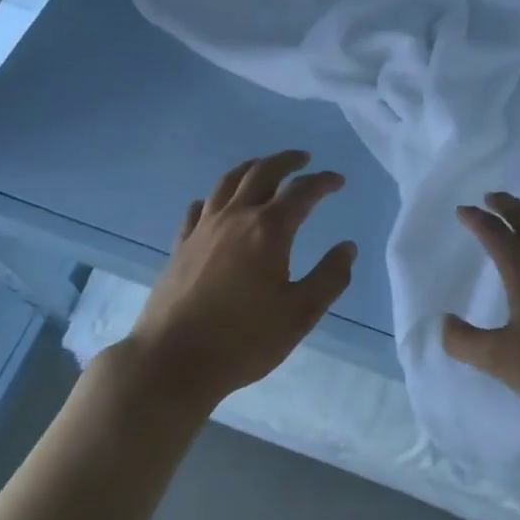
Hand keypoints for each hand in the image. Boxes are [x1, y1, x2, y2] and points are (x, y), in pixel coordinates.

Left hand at [128, 150, 356, 408]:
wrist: (172, 360)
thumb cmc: (243, 340)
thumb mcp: (299, 315)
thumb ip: (329, 278)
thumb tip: (348, 248)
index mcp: (269, 230)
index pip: (302, 192)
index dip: (322, 182)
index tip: (337, 180)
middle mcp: (235, 217)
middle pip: (262, 173)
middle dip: (286, 161)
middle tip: (303, 158)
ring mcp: (203, 228)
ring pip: (228, 182)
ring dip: (251, 168)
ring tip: (263, 166)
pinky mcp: (180, 245)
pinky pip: (198, 208)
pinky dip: (213, 198)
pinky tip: (215, 204)